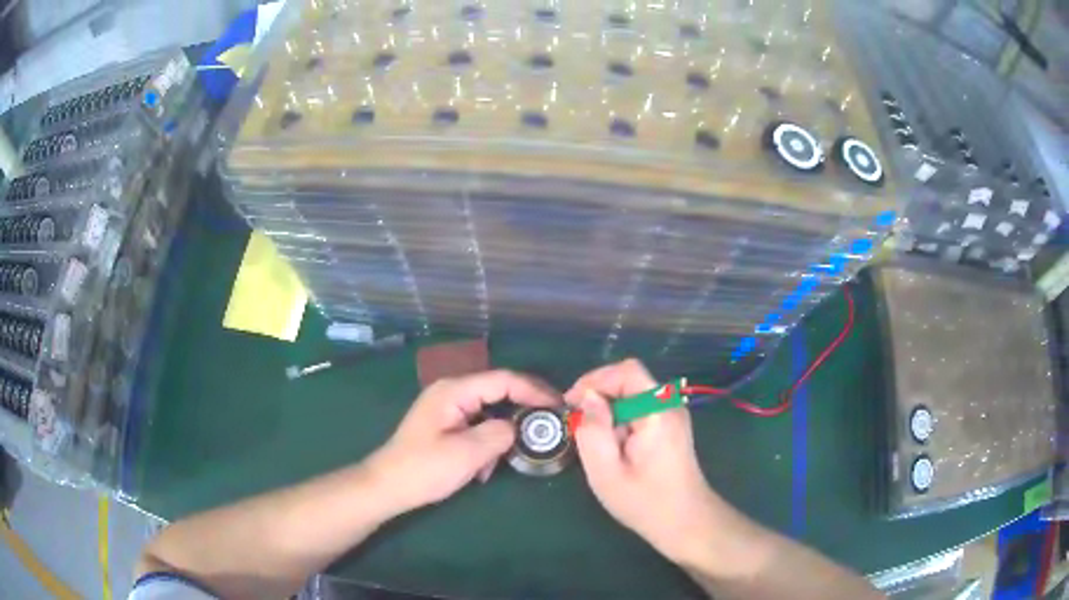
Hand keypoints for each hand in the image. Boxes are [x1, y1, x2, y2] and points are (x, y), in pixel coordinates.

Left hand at [367, 369, 559, 515]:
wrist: (387, 487)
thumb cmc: (423, 469)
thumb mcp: (466, 454)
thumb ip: (499, 434)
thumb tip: (515, 428)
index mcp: (454, 391)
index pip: (503, 380)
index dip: (534, 390)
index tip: (558, 406)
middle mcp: (452, 392)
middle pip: (498, 392)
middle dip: (522, 411)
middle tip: (549, 426)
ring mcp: (447, 409)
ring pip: (489, 412)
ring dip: (502, 434)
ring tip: (510, 458)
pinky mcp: (446, 425)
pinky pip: (477, 426)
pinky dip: (487, 444)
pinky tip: (483, 468)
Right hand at [565, 359, 731, 565]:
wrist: (685, 522)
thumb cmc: (644, 502)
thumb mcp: (606, 472)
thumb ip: (592, 431)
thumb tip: (587, 398)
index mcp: (657, 412)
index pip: (627, 371)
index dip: (595, 379)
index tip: (571, 405)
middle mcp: (670, 405)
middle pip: (630, 380)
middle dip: (599, 396)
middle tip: (578, 425)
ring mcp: (673, 415)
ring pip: (633, 394)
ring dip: (609, 410)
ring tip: (595, 442)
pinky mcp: (671, 425)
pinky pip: (641, 408)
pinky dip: (620, 419)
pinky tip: (613, 446)